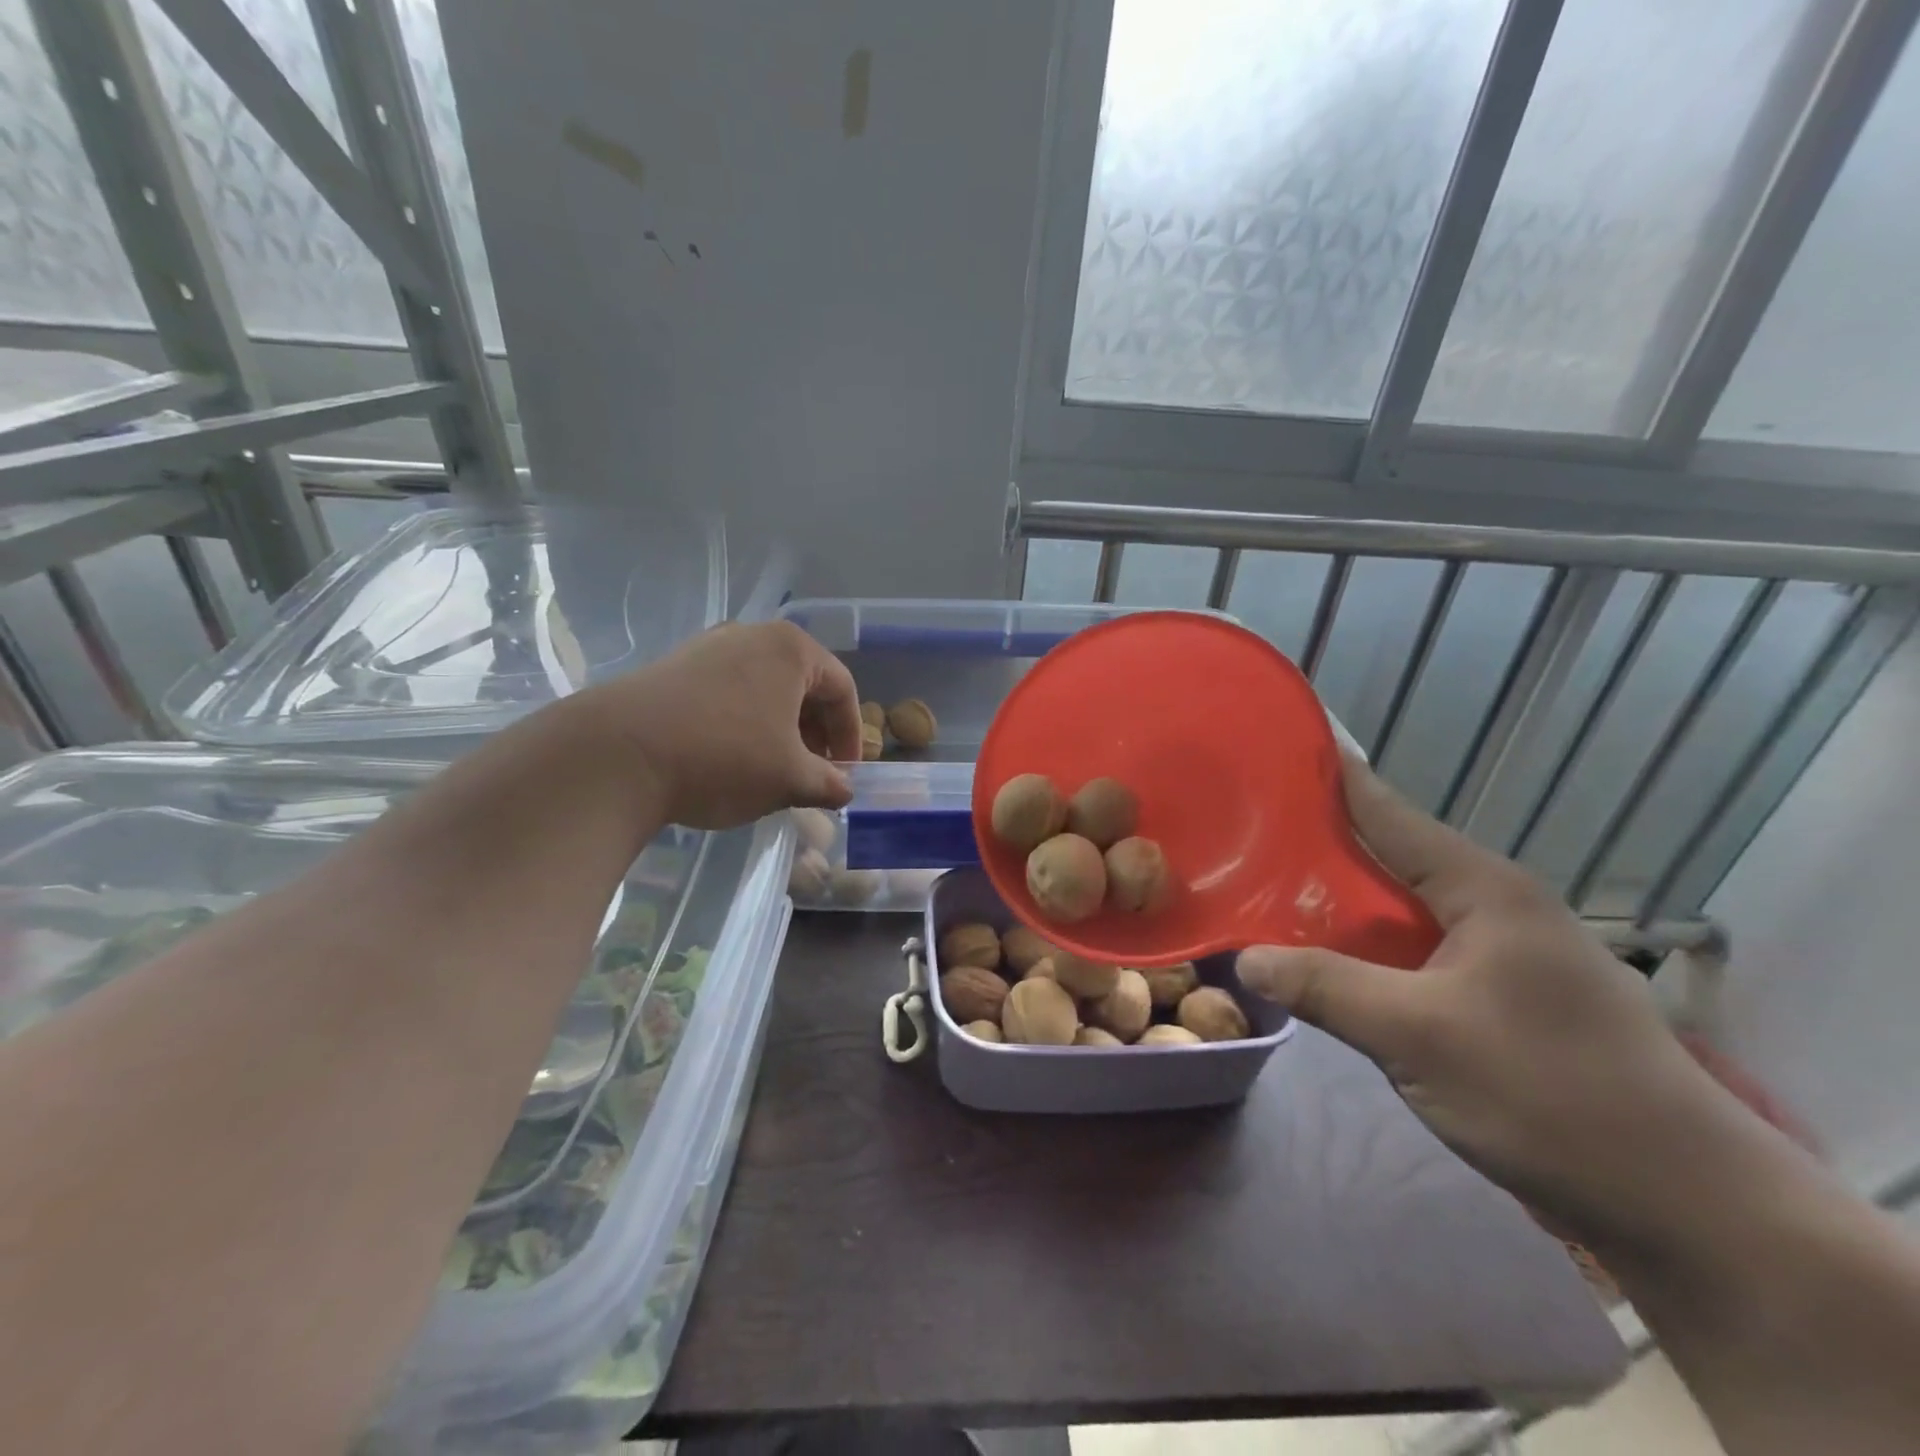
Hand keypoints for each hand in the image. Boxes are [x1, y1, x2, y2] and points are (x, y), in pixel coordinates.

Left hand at [579, 621, 861, 829]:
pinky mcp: (673, 668)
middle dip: (814, 733)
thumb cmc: (723, 758)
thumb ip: (828, 783)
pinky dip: (743, 724)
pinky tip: (729, 760)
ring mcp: (707, 648)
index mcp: (790, 649)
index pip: (842, 689)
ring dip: (779, 731)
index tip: (845, 774)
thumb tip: (844, 790)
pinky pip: (727, 694)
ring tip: (772, 770)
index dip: (851, 736)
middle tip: (812, 774)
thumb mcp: (790, 778)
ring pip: (763, 690)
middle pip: (802, 685)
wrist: (617, 756)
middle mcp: (751, 636)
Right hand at [1237, 757, 1744, 1246]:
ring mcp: (1501, 954)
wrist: (1684, 1206)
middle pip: (1388, 859)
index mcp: (1483, 888)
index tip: (1275, 752)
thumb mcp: (1417, 1036)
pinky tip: (1326, 963)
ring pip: (1399, 912)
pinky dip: (1366, 951)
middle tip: (1243, 835)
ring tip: (1265, 895)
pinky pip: (1414, 955)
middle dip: (1317, 847)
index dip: (1330, 778)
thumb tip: (1243, 958)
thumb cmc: (1549, 1093)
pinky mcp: (1501, 999)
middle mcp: (1493, 906)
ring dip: (1339, 906)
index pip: (1387, 812)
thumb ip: (1324, 986)